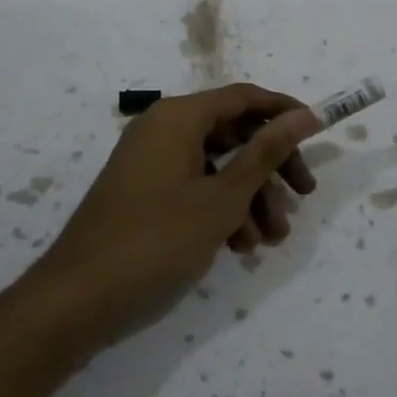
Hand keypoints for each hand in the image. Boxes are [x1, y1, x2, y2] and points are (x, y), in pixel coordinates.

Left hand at [18, 83, 318, 354]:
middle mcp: (163, 129)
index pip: (244, 98)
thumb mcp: (223, 197)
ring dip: (250, 197)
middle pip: (233, 133)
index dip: (284, 112)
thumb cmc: (157, 239)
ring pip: (216, 166)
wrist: (77, 298)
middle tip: (303, 195)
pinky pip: (193, 187)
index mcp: (178, 117)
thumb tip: (305, 115)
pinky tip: (239, 246)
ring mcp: (151, 162)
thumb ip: (265, 153)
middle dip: (271, 167)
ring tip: (271, 238)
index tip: (319, 134)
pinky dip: (221, 209)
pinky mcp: (144, 192)